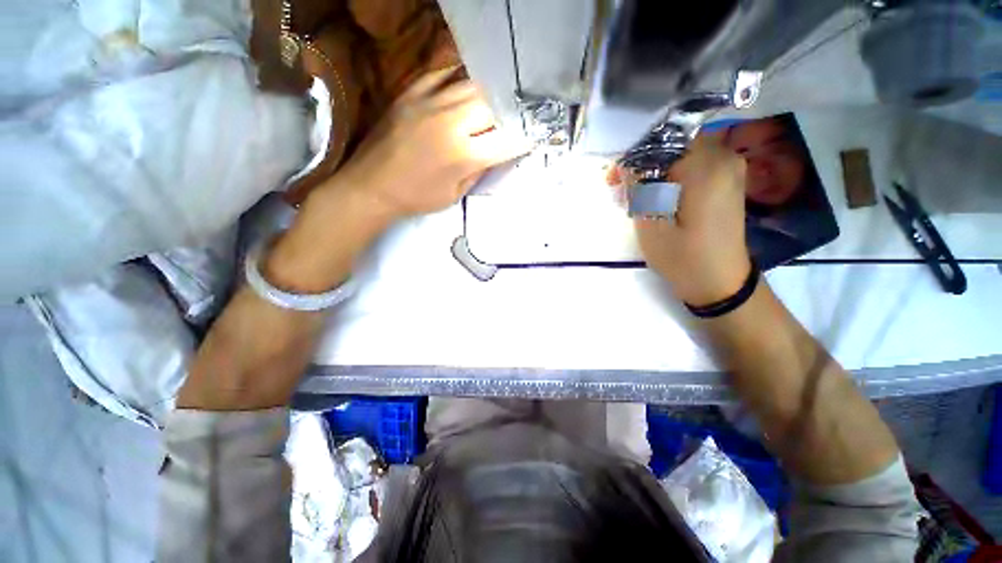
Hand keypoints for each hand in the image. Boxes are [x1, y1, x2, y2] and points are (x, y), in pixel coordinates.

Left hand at [317, 67, 531, 219]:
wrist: (373, 186)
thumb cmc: (417, 198)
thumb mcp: (455, 193)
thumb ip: (479, 170)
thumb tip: (494, 152)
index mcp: (463, 155)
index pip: (506, 141)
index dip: (523, 139)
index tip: (534, 136)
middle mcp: (451, 123)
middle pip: (492, 105)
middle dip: (508, 113)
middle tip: (513, 118)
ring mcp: (429, 103)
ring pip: (471, 86)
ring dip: (487, 96)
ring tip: (493, 102)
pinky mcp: (411, 94)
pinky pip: (441, 75)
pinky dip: (457, 79)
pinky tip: (464, 88)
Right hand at [634, 132, 750, 305]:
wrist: (720, 281)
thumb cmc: (683, 256)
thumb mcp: (650, 224)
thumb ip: (639, 187)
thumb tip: (628, 163)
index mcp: (706, 166)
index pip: (662, 138)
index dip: (634, 154)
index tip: (615, 177)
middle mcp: (724, 158)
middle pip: (673, 143)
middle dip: (643, 162)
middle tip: (622, 188)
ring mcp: (730, 168)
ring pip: (682, 154)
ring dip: (655, 170)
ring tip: (636, 196)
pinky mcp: (728, 180)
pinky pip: (694, 165)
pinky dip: (671, 176)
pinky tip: (657, 197)